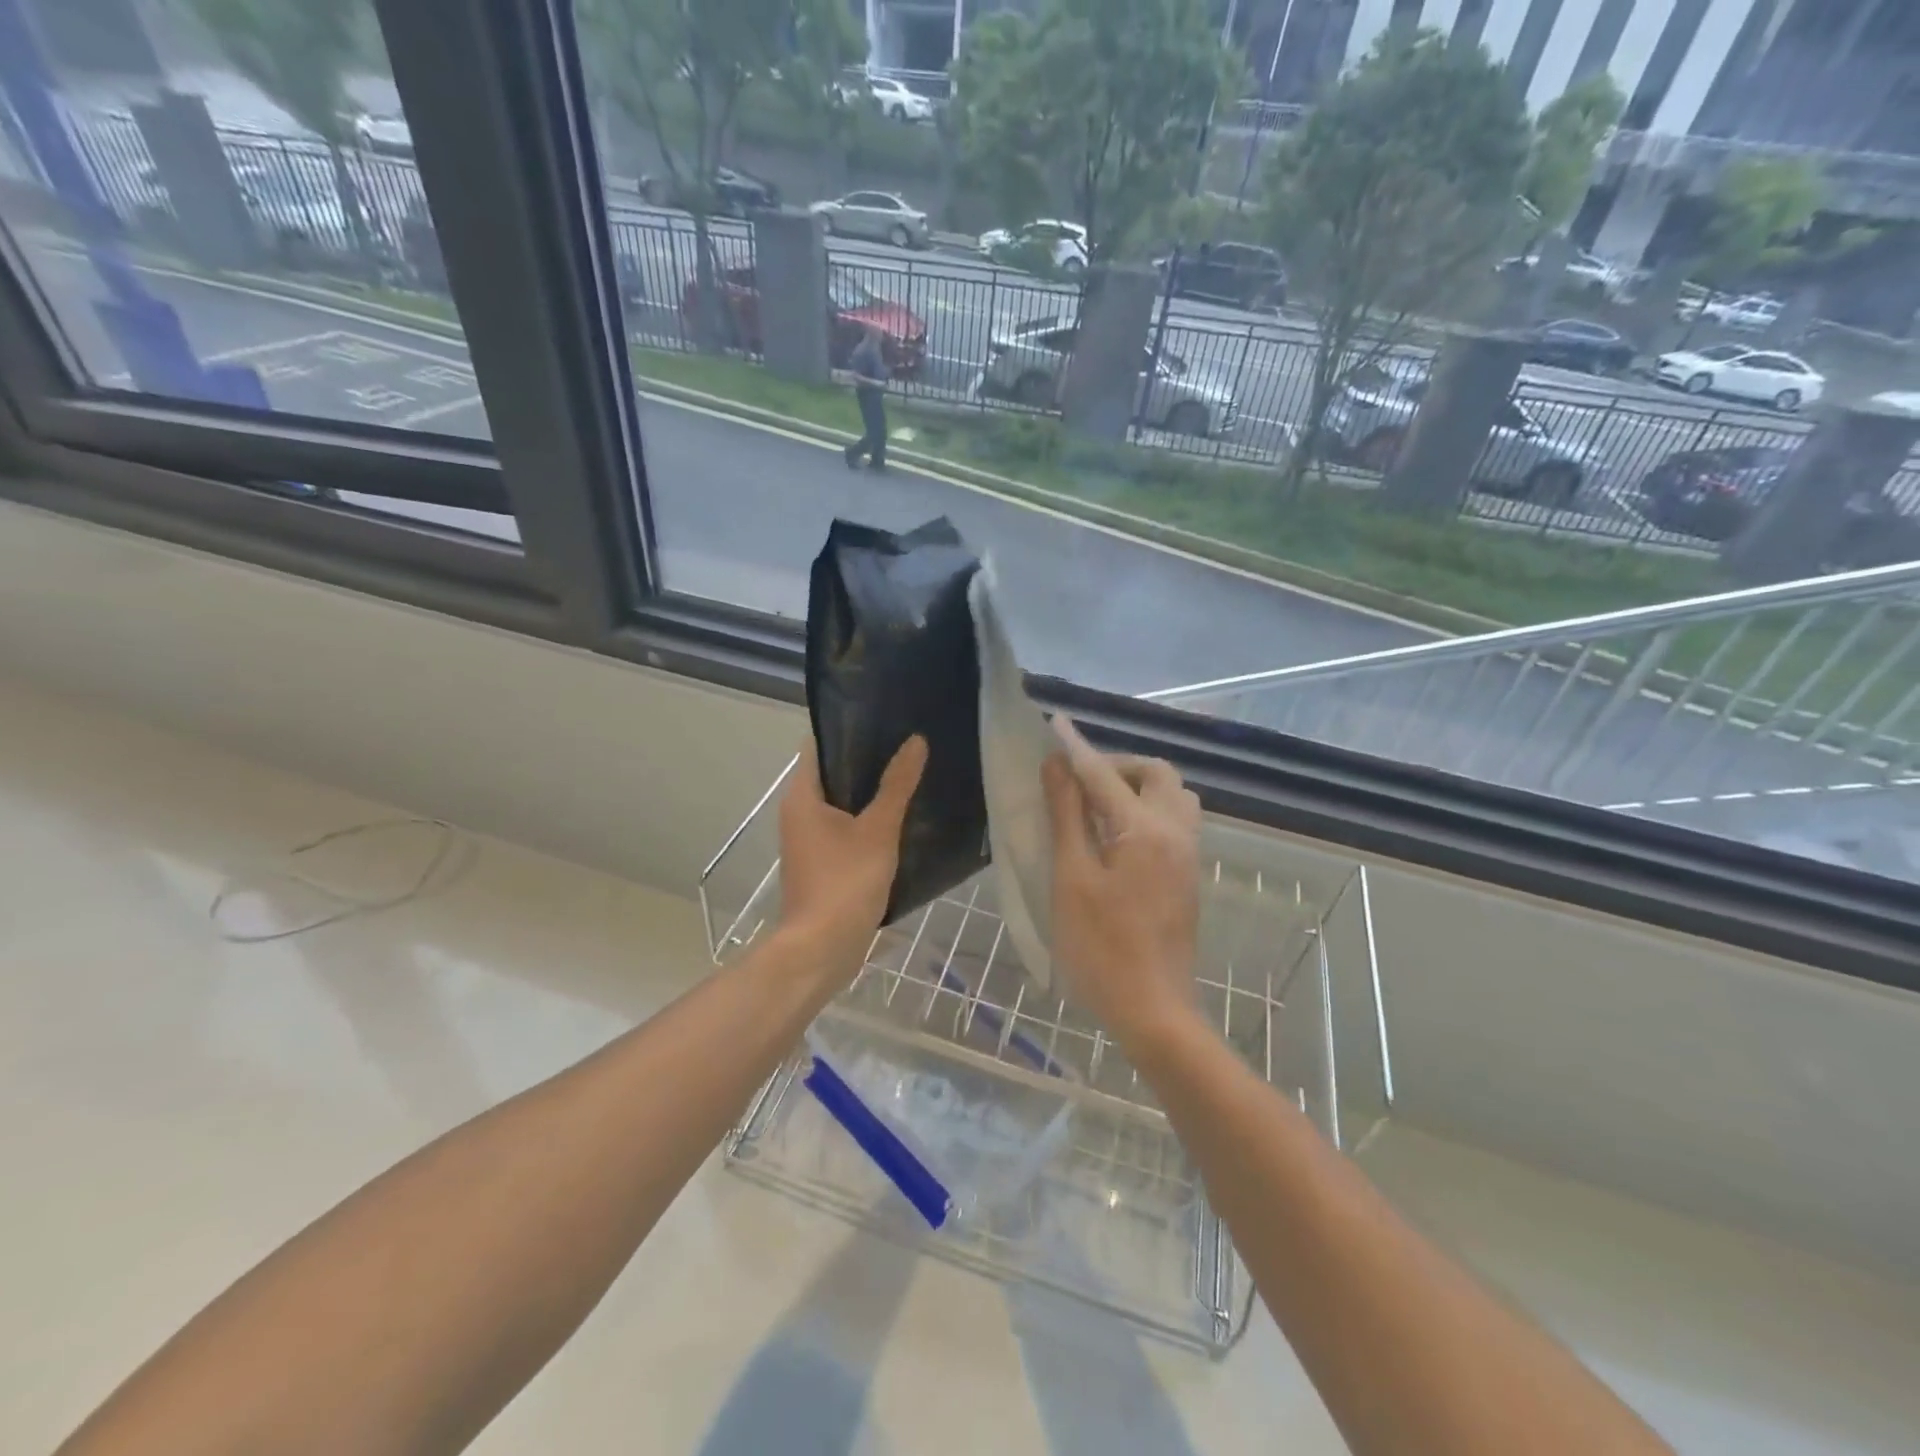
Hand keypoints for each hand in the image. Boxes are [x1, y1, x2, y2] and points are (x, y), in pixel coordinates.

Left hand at [777, 735, 926, 974]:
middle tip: (907, 745)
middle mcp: (798, 813)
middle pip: (832, 774)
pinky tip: (900, 818)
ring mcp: (809, 841)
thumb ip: (897, 785)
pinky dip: (867, 821)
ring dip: (870, 793)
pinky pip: (845, 829)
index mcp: (802, 796)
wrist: (822, 950)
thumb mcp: (878, 830)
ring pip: (841, 804)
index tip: (884, 719)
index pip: (819, 746)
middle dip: (866, 760)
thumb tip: (916, 741)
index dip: (848, 729)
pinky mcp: (822, 863)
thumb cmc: (845, 883)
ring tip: (910, 775)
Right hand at [1042, 717, 1201, 1052]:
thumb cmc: (1101, 947)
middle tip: (1078, 781)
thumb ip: (1067, 816)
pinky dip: (1148, 809)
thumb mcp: (1071, 878)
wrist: (1153, 1010)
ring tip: (1098, 806)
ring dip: (1138, 786)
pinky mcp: (1187, 875)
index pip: (1105, 773)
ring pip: (1173, 796)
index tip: (1054, 725)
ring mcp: (1187, 855)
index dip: (1076, 749)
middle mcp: (1175, 832)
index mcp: (1144, 829)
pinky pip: (1175, 820)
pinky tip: (1118, 835)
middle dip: (1118, 764)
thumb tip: (1058, 766)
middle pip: (1156, 773)